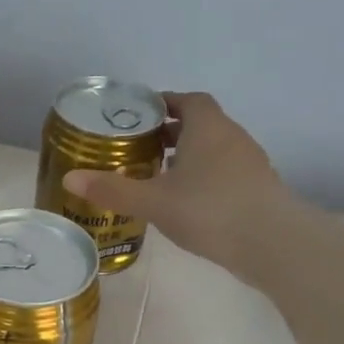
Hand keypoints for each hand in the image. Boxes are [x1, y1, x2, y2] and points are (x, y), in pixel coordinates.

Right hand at [64, 91, 292, 276]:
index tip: (140, 116)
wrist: (273, 243)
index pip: (187, 100)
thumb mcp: (154, 201)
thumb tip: (70, 177)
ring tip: (159, 176)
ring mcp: (249, 163)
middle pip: (200, 123)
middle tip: (140, 148)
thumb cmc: (210, 210)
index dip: (164, 103)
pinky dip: (204, 178)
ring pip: (213, 149)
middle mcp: (232, 137)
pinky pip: (225, 172)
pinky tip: (187, 203)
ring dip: (188, 156)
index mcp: (207, 127)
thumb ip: (113, 189)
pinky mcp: (258, 189)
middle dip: (171, 132)